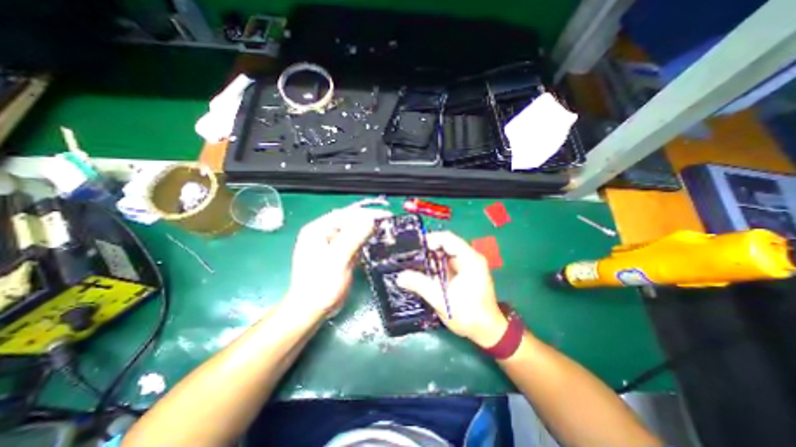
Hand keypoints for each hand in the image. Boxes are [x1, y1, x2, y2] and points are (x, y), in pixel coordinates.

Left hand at [286, 206, 391, 316]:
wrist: (311, 311)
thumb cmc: (321, 285)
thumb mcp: (337, 260)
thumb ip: (353, 237)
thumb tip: (371, 219)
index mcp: (317, 230)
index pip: (345, 214)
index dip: (366, 213)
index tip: (386, 215)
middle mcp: (323, 233)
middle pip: (349, 222)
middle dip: (368, 222)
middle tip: (388, 224)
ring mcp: (330, 244)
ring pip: (353, 232)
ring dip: (368, 231)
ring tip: (385, 232)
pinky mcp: (338, 254)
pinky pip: (353, 243)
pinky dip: (365, 242)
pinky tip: (376, 243)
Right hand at [398, 232, 509, 347]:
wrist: (487, 331)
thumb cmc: (468, 315)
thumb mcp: (441, 300)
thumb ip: (420, 285)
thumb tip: (400, 276)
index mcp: (470, 259)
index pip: (448, 238)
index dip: (430, 239)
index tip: (414, 247)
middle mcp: (471, 258)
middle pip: (447, 244)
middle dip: (428, 249)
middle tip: (411, 255)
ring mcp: (469, 265)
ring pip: (446, 253)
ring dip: (432, 257)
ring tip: (415, 262)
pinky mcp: (466, 272)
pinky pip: (448, 262)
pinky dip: (437, 265)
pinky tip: (426, 272)